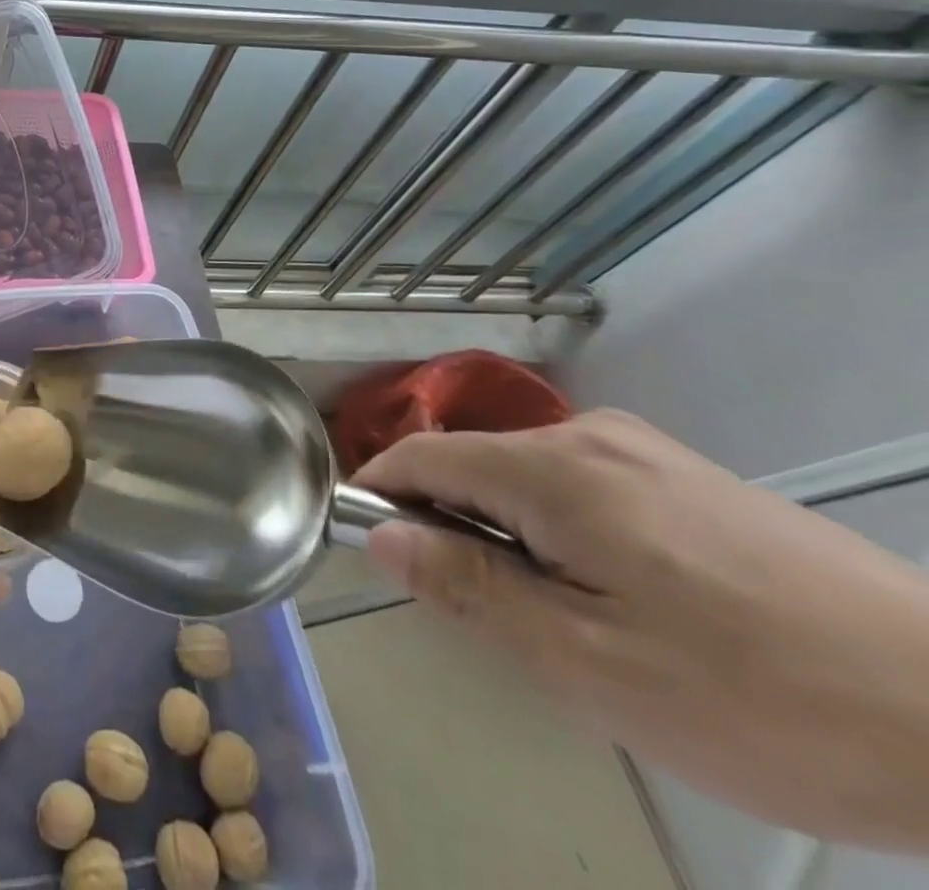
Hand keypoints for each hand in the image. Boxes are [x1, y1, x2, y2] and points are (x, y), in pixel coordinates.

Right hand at [355, 410, 928, 852]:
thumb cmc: (758, 698)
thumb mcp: (588, 663)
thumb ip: (470, 588)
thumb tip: (382, 537)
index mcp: (551, 469)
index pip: (418, 455)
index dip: (379, 495)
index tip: (374, 552)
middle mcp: (586, 434)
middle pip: (472, 464)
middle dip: (455, 526)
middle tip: (496, 618)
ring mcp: (642, 448)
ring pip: (525, 475)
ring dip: (510, 531)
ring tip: (569, 618)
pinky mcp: (685, 472)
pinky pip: (579, 482)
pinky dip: (561, 527)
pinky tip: (627, 596)